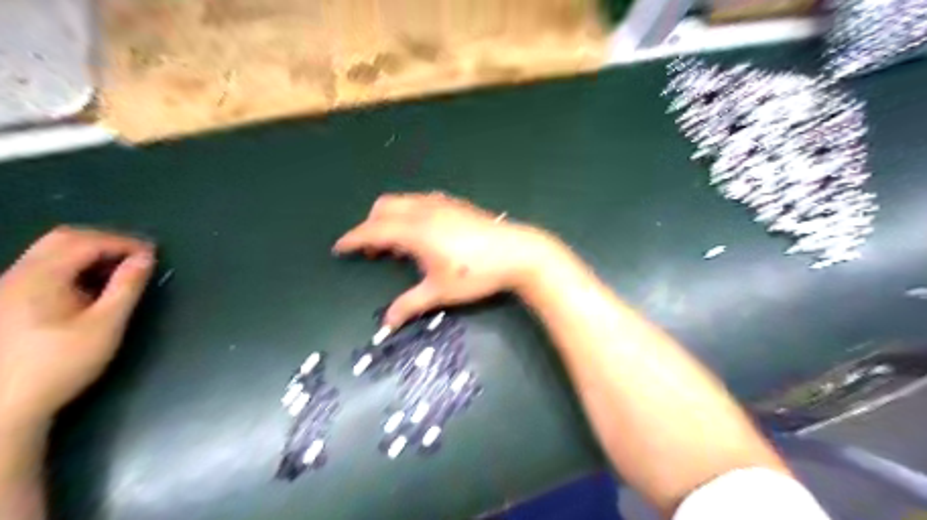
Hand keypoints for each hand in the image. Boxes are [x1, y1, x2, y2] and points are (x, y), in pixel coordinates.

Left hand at [1, 227, 151, 430]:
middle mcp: (18, 275)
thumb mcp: (105, 325)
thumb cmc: (61, 364)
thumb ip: (126, 287)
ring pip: (51, 251)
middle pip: (63, 238)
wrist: (6, 405)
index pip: (86, 241)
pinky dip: (74, 265)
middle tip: (137, 256)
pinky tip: (90, 286)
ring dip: (89, 252)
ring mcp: (7, 287)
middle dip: (105, 241)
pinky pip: (43, 267)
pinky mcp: (7, 301)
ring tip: (119, 270)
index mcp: (40, 278)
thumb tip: (146, 258)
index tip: (153, 254)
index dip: (123, 242)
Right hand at [334, 194, 563, 326]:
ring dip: (391, 218)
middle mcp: (424, 210)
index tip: (339, 247)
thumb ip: (410, 305)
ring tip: (396, 245)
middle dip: (371, 225)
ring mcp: (441, 204)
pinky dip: (409, 213)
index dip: (354, 239)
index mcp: (414, 230)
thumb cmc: (476, 274)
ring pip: (403, 202)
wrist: (517, 253)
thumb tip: (386, 324)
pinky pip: (421, 202)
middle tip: (372, 251)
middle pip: (384, 208)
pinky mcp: (456, 204)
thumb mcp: (440, 292)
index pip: (373, 231)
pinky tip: (421, 233)